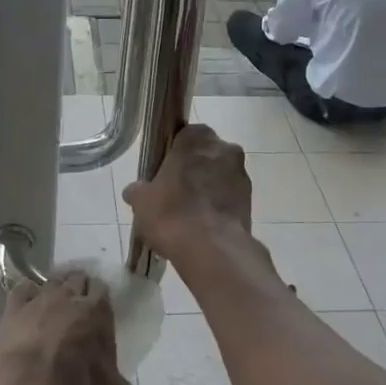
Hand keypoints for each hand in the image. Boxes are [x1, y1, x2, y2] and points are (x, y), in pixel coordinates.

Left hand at [0, 272, 133, 384]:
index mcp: (97, 310)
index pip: (101, 289)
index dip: (99, 297)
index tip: (98, 309)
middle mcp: (69, 296)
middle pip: (76, 278)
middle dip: (78, 288)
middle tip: (78, 306)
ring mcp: (39, 299)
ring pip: (50, 281)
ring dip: (54, 290)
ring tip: (54, 305)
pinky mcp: (13, 308)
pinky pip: (22, 290)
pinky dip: (27, 296)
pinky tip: (27, 307)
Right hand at [123, 124, 251, 257]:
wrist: (211, 248)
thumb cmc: (171, 213)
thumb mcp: (142, 201)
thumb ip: (138, 190)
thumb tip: (135, 191)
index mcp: (196, 137)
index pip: (184, 136)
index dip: (174, 154)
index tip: (165, 172)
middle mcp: (224, 147)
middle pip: (205, 155)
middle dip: (194, 170)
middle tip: (176, 194)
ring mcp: (241, 174)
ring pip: (220, 176)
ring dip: (209, 189)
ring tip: (191, 215)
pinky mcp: (251, 200)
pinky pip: (230, 197)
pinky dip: (220, 206)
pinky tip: (204, 226)